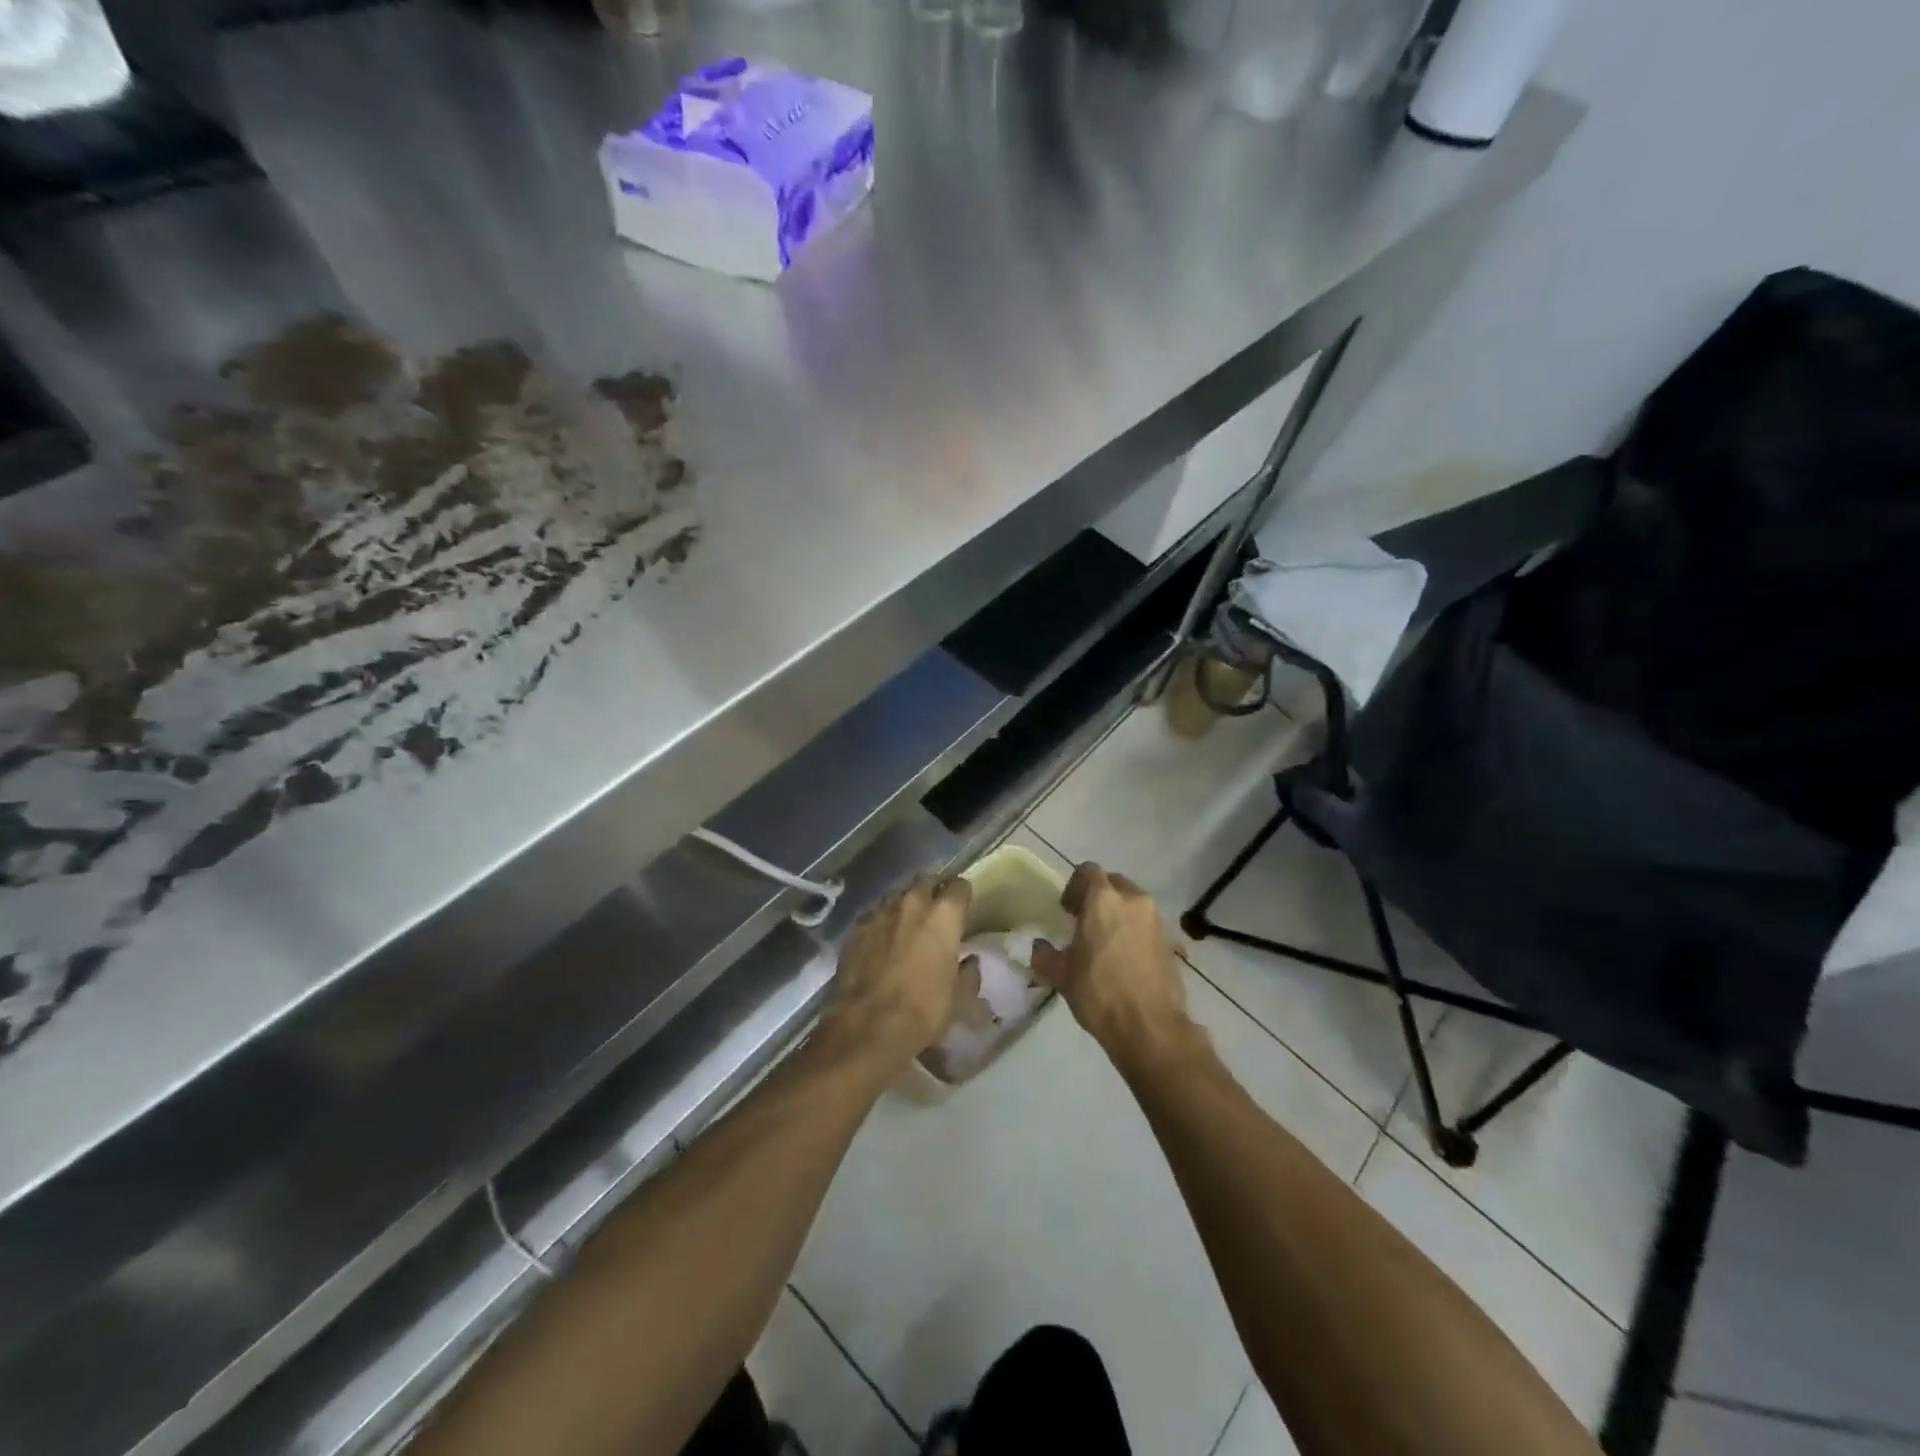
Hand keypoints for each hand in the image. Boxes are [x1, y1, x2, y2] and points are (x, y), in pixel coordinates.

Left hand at [819, 874, 971, 1077]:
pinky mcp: (855, 929)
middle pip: (925, 881)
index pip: (960, 886)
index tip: (964, 908)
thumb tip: (969, 961)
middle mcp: (912, 904)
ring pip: (897, 895)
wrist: (867, 1027)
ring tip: (908, 921)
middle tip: (937, 909)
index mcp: (943, 916)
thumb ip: (969, 974)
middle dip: (933, 889)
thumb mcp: (959, 999)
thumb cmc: (923, 1011)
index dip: (963, 896)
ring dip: (905, 903)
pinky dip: (882, 922)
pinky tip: (881, 939)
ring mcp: (880, 913)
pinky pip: (874, 915)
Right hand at [1032, 863, 1190, 1070]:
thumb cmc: (1099, 994)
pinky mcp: (1171, 942)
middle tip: (1085, 923)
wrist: (1150, 1027)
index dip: (1075, 886)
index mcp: (1103, 900)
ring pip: (1134, 903)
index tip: (1067, 911)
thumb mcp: (1061, 976)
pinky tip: (1126, 960)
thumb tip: (1038, 947)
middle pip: (1114, 883)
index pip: (1088, 871)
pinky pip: (1148, 925)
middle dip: (1099, 897)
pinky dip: (1135, 933)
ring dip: (1119, 914)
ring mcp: (1156, 920)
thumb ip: (1044, 955)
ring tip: (1106, 943)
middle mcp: (1133, 901)